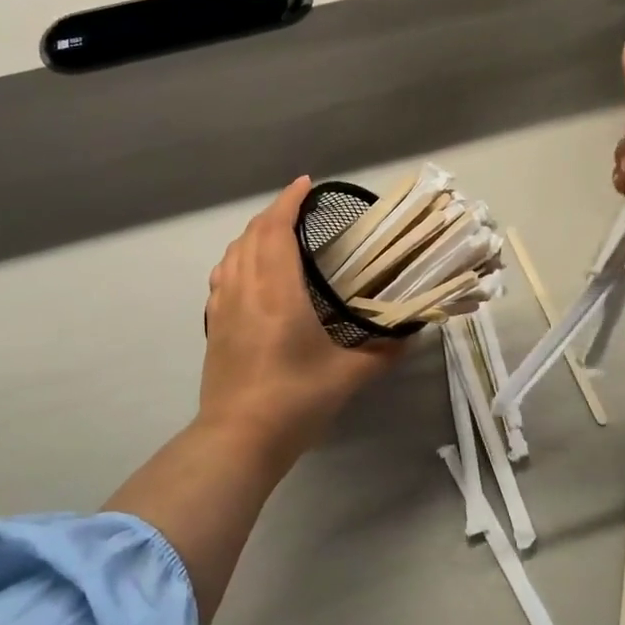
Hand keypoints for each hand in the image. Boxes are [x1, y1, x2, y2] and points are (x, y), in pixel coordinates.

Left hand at [199, 176, 402, 466]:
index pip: (275, 229)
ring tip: (277, 235)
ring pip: (232, 253)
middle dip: (273, 214)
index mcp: (277, 291)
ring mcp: (223, 307)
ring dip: (253, 235)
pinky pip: (222, 276)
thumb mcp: (348, 377)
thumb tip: (411, 334)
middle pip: (251, 235)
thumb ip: (383, 351)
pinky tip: (250, 273)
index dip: (288, 201)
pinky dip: (237, 259)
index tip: (306, 185)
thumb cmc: (295, 401)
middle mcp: (245, 289)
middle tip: (300, 210)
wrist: (238, 439)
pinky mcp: (213, 326)